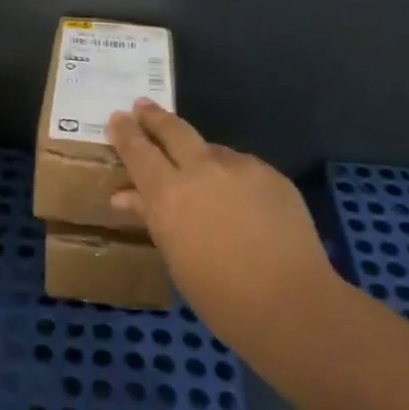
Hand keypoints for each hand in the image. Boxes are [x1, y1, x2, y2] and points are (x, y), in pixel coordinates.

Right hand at [108, 100, 337, 352]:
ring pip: (211, 149)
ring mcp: (239, 167)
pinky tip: (239, 198)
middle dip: (155, 117)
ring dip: (198, 154)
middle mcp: (201, 169)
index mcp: (168, 193)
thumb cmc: (220, 296)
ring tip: (198, 171)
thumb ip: (151, 217)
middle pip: (173, 130)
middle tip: (142, 106)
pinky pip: (241, 167)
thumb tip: (125, 195)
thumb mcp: (175, 257)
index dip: (125, 132)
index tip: (117, 117)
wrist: (291, 303)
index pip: (138, 151)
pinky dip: (231, 175)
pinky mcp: (271, 174)